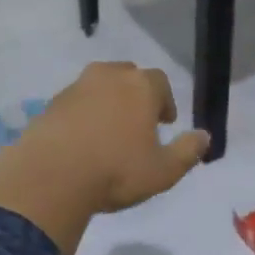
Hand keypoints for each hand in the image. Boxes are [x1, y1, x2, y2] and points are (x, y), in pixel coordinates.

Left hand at [20, 62, 210, 211]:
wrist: (50, 178)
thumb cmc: (116, 171)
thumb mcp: (164, 171)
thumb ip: (188, 151)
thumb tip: (204, 136)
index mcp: (140, 86)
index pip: (160, 82)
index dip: (165, 101)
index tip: (164, 122)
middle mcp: (107, 77)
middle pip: (127, 76)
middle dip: (136, 95)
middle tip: (138, 123)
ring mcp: (75, 88)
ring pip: (98, 87)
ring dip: (107, 103)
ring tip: (109, 133)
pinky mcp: (50, 104)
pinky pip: (75, 103)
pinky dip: (82, 115)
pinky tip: (82, 142)